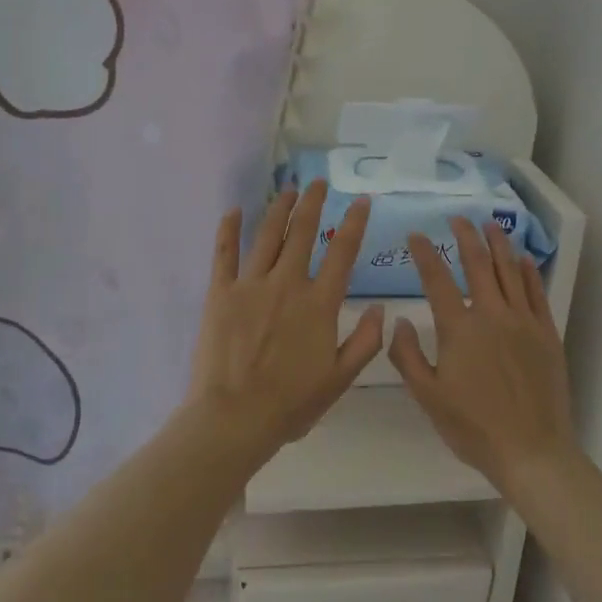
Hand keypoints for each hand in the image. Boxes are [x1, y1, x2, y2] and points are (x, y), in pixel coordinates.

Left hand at [186, 181, 385, 462]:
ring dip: (280, 208)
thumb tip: (381, 307)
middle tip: (318, 183)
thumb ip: (365, 342)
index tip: (361, 200)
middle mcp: (287, 283)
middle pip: (303, 232)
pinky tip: (233, 210)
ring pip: (268, 234)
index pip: (342, 252)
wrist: (234, 418)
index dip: (355, 222)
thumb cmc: (291, 404)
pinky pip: (224, 253)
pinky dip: (228, 229)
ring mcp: (251, 284)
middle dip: (313, 203)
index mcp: (319, 303)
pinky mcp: (220, 292)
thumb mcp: (340, 379)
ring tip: (288, 189)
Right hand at [388, 218, 580, 493]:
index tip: (415, 236)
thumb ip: (407, 356)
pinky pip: (537, 292)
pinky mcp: (546, 332)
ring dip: (498, 244)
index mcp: (459, 328)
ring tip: (490, 226)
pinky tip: (523, 259)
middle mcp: (492, 314)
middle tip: (458, 219)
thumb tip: (399, 321)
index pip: (436, 278)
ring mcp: (523, 321)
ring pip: (510, 270)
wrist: (532, 451)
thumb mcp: (428, 397)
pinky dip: (528, 271)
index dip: (424, 253)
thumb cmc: (474, 427)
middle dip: (465, 236)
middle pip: (477, 263)